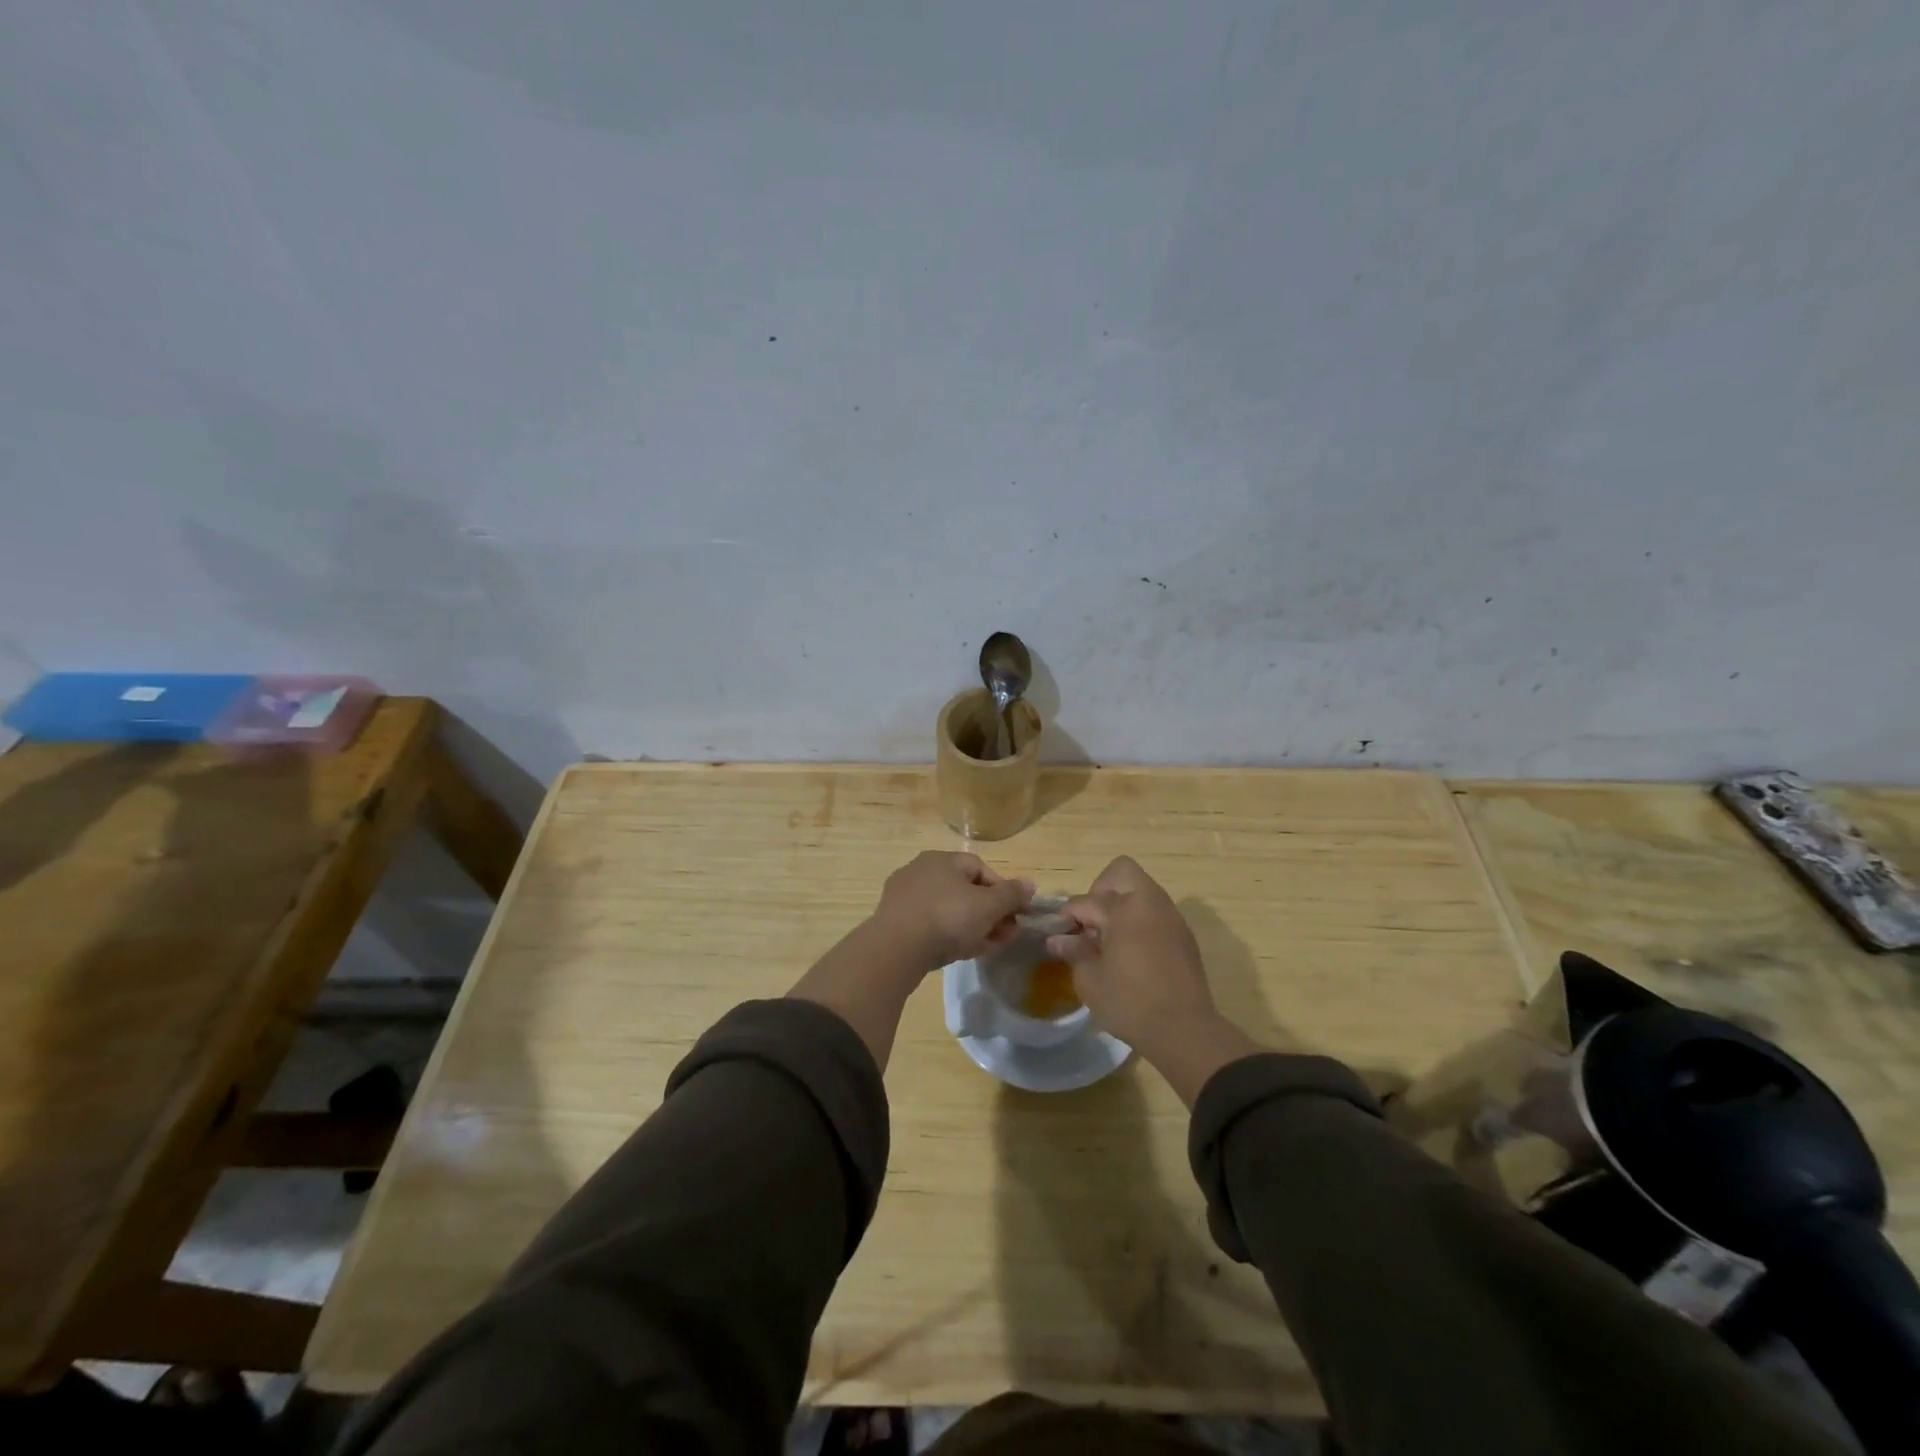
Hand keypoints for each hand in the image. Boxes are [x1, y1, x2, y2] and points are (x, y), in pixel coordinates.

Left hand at [871, 851, 1033, 971]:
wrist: (896, 948)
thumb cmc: (947, 917)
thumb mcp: (988, 906)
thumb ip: (1011, 894)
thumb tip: (1030, 884)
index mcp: (942, 859)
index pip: (981, 868)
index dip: (1003, 890)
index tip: (1015, 913)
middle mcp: (921, 871)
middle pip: (964, 891)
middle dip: (990, 913)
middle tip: (1006, 934)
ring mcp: (905, 897)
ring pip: (948, 910)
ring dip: (973, 926)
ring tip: (989, 946)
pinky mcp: (895, 922)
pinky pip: (930, 925)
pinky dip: (949, 935)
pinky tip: (961, 953)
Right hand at [1045, 856, 1218, 1058]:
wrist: (1184, 1030)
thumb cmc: (1129, 1003)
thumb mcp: (1090, 979)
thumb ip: (1073, 952)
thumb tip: (1058, 939)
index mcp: (1123, 908)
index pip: (1084, 901)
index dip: (1066, 916)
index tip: (1056, 934)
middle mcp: (1149, 903)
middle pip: (1121, 872)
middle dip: (1100, 890)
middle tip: (1091, 922)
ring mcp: (1171, 917)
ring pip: (1142, 891)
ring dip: (1122, 905)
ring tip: (1109, 939)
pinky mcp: (1184, 935)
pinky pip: (1156, 912)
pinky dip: (1140, 921)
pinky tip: (1131, 952)